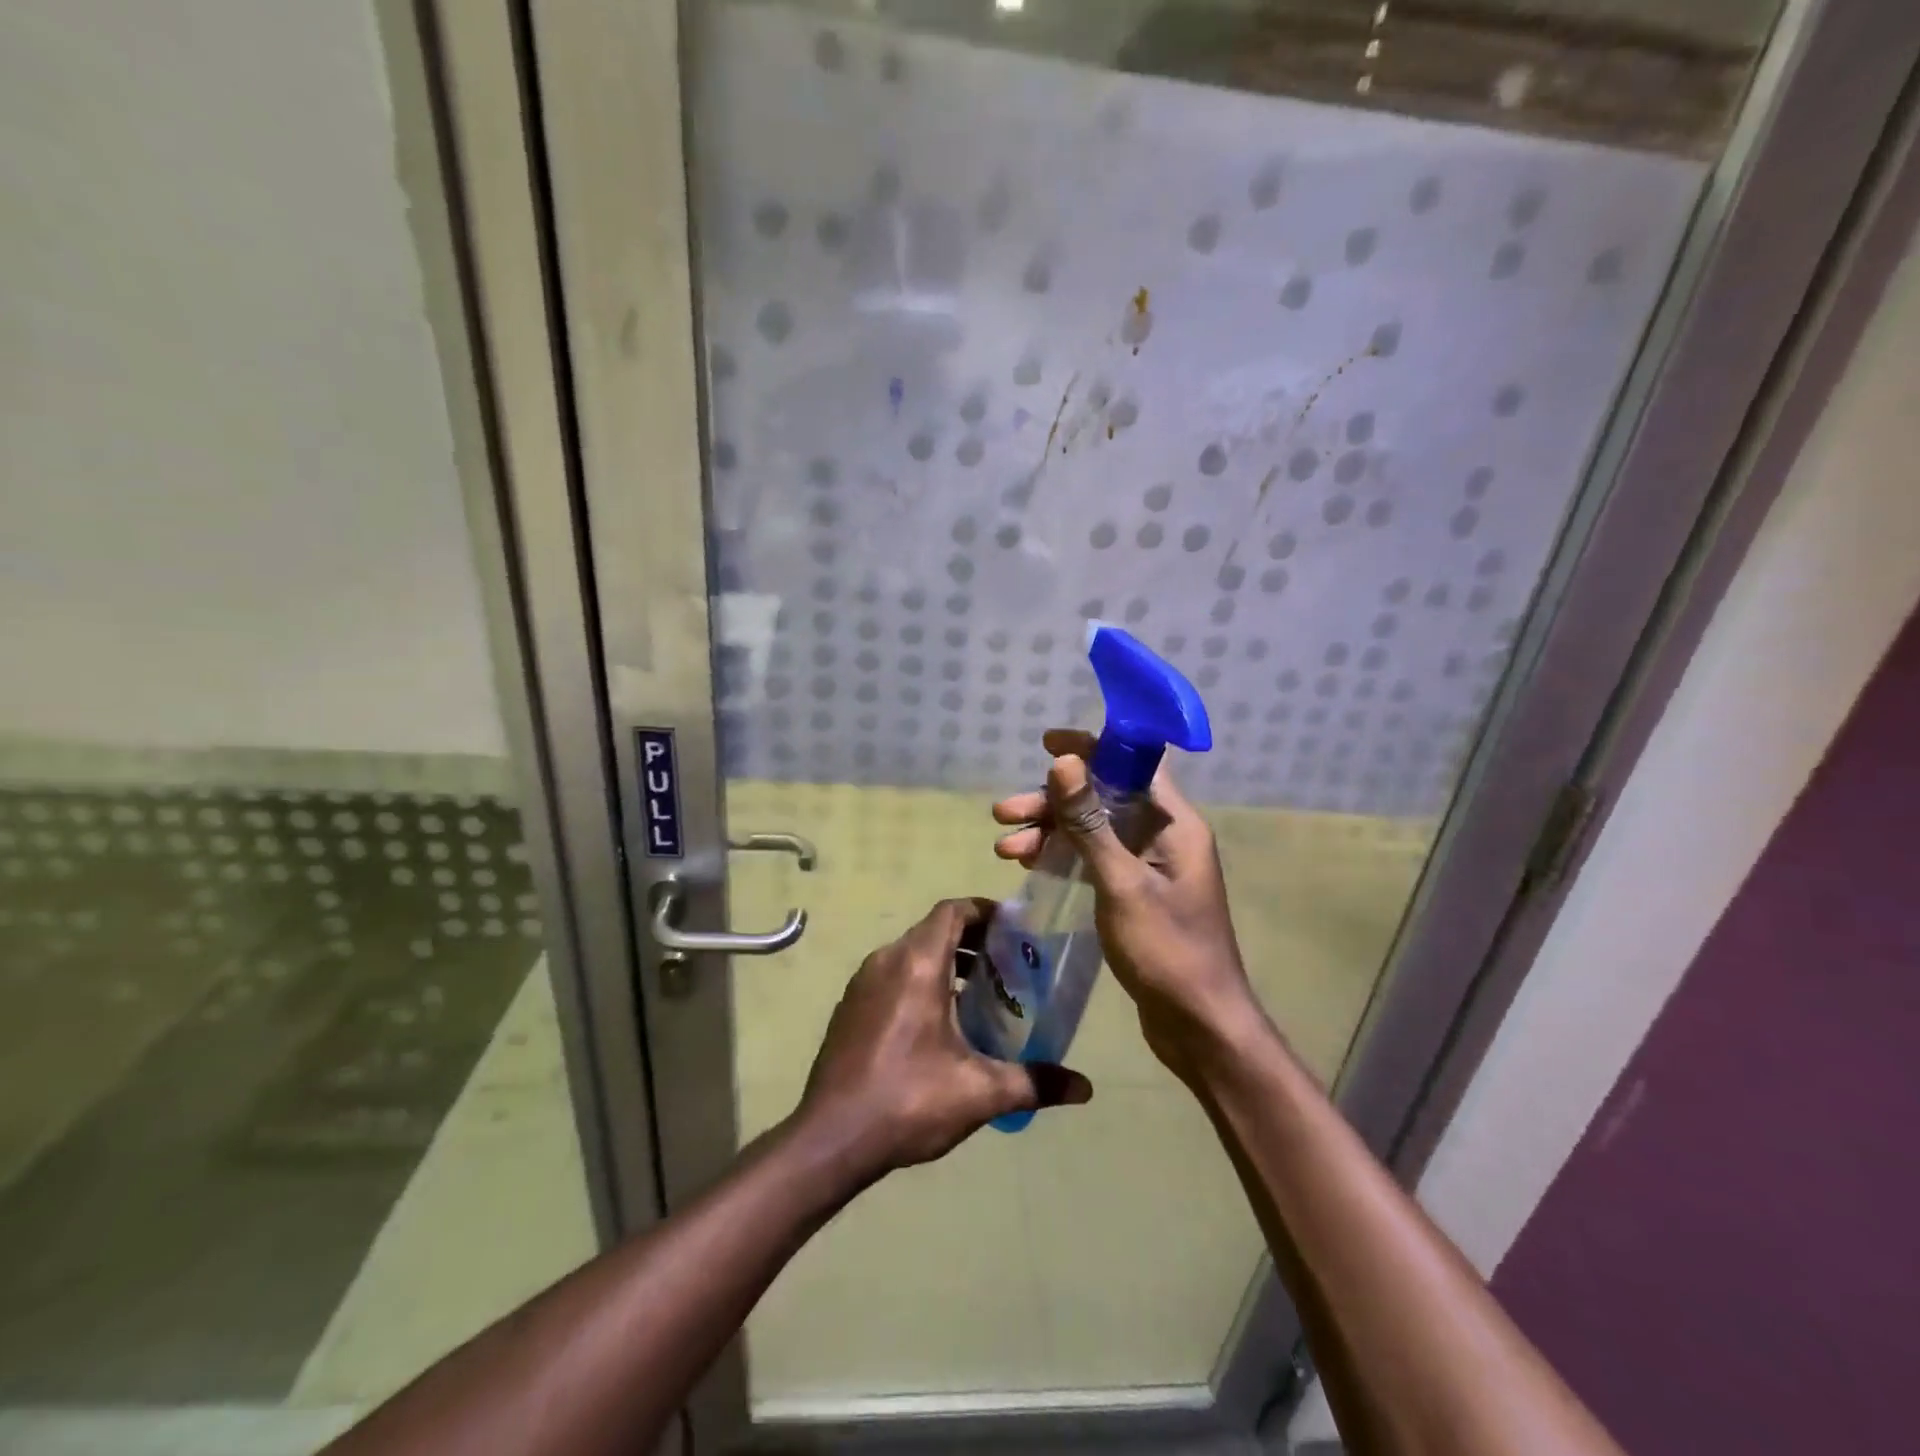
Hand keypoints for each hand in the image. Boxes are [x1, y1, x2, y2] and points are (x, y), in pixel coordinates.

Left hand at [796, 898, 1091, 1178]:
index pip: (952, 911)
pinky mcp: (849, 1006)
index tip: (1014, 928)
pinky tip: (939, 1023)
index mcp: (916, 964)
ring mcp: (862, 982)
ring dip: (946, 962)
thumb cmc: (907, 1101)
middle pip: (934, 930)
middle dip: (972, 941)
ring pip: (911, 953)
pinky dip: (919, 980)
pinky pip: (892, 974)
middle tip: (1007, 965)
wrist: (830, 1138)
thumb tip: (1085, 1088)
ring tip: (979, 994)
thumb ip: (1034, 1082)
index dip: (984, 911)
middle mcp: (886, 960)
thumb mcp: (979, 1093)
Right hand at [992, 729, 1263, 1082]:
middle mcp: (1164, 836)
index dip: (1092, 747)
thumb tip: (1063, 762)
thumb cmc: (1166, 951)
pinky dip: (1063, 857)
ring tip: (1004, 849)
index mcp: (1174, 824)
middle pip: (1104, 797)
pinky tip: (1028, 866)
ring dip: (1050, 832)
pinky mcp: (1135, 892)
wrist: (1199, 1026)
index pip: (1134, 764)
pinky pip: (1095, 858)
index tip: (1047, 745)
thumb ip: (1090, 823)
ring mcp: (1149, 866)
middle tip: (1003, 814)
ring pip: (1093, 830)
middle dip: (1053, 802)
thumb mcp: (1121, 883)